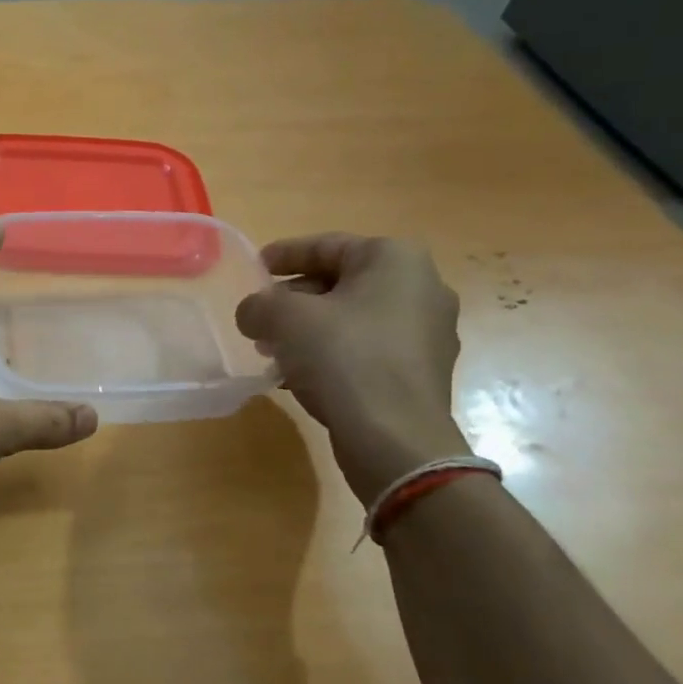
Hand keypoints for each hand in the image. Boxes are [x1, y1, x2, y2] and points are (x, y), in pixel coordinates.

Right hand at [235, 233, 465, 505]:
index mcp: (394, 259)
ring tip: (273, 351)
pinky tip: (300, 376)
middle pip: (340, 282)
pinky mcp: (421, 371)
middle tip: (260, 318)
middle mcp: (422, 287)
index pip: (327, 245)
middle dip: (294, 299)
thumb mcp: (283, 319)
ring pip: (352, 318)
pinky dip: (332, 354)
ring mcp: (428, 332)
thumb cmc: (342, 358)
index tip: (255, 267)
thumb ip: (258, 305)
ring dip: (309, 330)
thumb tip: (254, 313)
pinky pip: (367, 349)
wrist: (394, 437)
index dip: (284, 254)